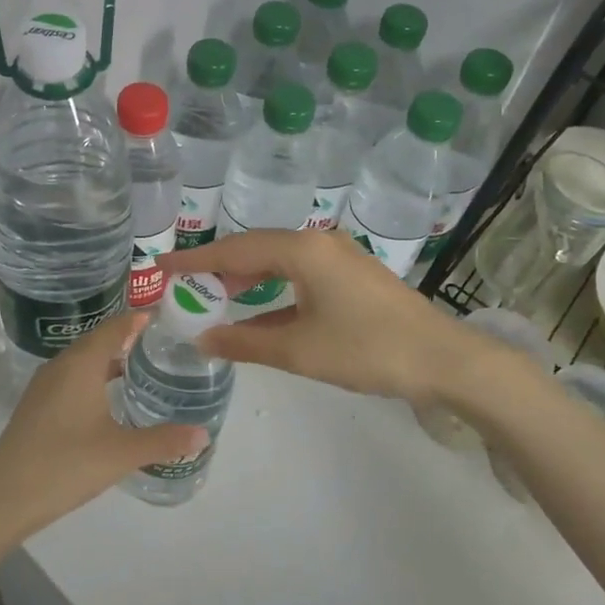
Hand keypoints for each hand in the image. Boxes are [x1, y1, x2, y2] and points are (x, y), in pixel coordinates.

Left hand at [0, 311, 206, 551]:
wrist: (5, 498)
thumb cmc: (67, 465)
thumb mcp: (122, 453)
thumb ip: (164, 441)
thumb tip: (204, 434)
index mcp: (81, 365)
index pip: (113, 328)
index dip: (137, 320)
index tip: (164, 317)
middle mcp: (60, 366)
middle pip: (96, 341)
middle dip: (126, 338)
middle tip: (160, 343)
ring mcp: (43, 387)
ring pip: (81, 361)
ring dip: (107, 360)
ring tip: (139, 368)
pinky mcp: (35, 407)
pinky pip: (69, 379)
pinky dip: (92, 378)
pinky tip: (107, 400)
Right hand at [160, 228, 484, 405]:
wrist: (444, 360)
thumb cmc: (368, 349)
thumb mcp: (300, 350)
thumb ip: (246, 342)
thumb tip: (203, 339)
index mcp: (303, 251)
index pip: (235, 250)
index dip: (195, 260)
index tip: (160, 266)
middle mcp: (318, 244)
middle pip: (255, 249)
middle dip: (218, 268)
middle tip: (184, 286)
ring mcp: (338, 258)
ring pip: (277, 261)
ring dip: (246, 279)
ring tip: (215, 299)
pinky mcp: (351, 276)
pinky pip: (298, 275)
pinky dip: (273, 291)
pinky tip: (258, 313)